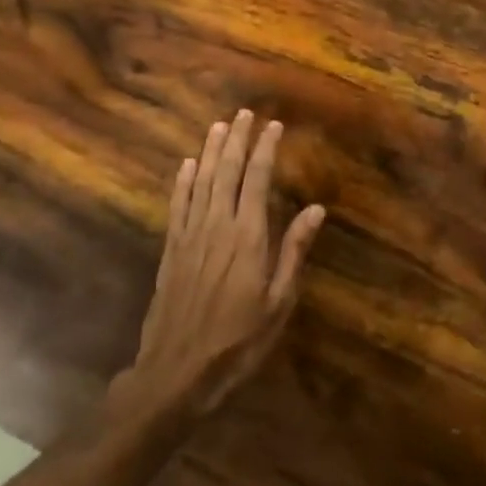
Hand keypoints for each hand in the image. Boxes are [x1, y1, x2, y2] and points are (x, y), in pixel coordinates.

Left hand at [116, 110, 326, 424]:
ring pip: (200, 182)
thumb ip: (294, 252)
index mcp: (248, 237)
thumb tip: (315, 210)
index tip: (273, 126)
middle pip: (226, 172)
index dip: (265, 149)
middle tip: (244, 114)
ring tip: (218, 126)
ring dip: (210, 151)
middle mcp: (217, 226)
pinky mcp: (171, 251)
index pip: (256, 180)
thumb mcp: (278, 303)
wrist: (177, 372)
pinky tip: (187, 165)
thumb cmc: (238, 341)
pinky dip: (183, 182)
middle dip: (236, 140)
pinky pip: (178, 205)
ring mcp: (190, 237)